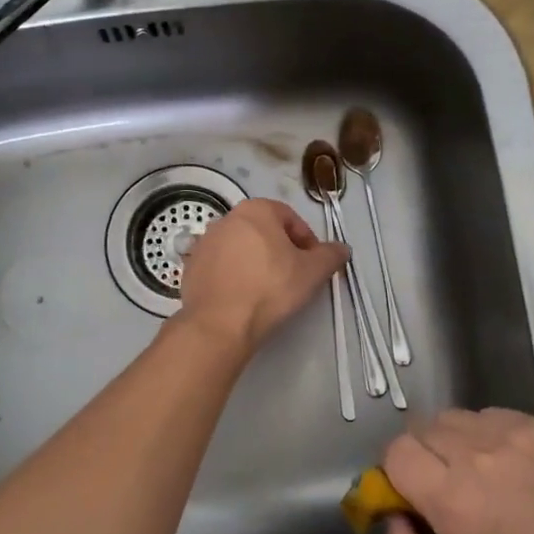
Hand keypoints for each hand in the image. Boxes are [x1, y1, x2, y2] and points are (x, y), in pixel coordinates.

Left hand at [174, 198, 347, 352]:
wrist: (220, 324)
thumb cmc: (271, 288)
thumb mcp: (312, 272)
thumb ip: (331, 255)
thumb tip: (342, 248)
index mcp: (256, 210)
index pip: (291, 219)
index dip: (307, 242)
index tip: (312, 265)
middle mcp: (226, 218)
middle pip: (264, 232)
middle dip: (281, 251)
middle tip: (293, 277)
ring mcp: (204, 242)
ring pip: (241, 248)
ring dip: (256, 262)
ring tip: (267, 290)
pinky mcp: (190, 267)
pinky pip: (221, 266)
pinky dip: (234, 276)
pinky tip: (243, 297)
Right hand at [380, 407, 533, 533]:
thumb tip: (393, 518)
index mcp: (451, 497)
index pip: (396, 452)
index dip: (397, 475)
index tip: (416, 499)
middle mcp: (476, 453)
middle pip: (423, 428)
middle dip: (424, 456)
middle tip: (448, 490)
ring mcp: (513, 433)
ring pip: (458, 418)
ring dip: (456, 442)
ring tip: (482, 475)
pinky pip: (495, 415)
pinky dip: (490, 434)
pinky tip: (512, 467)